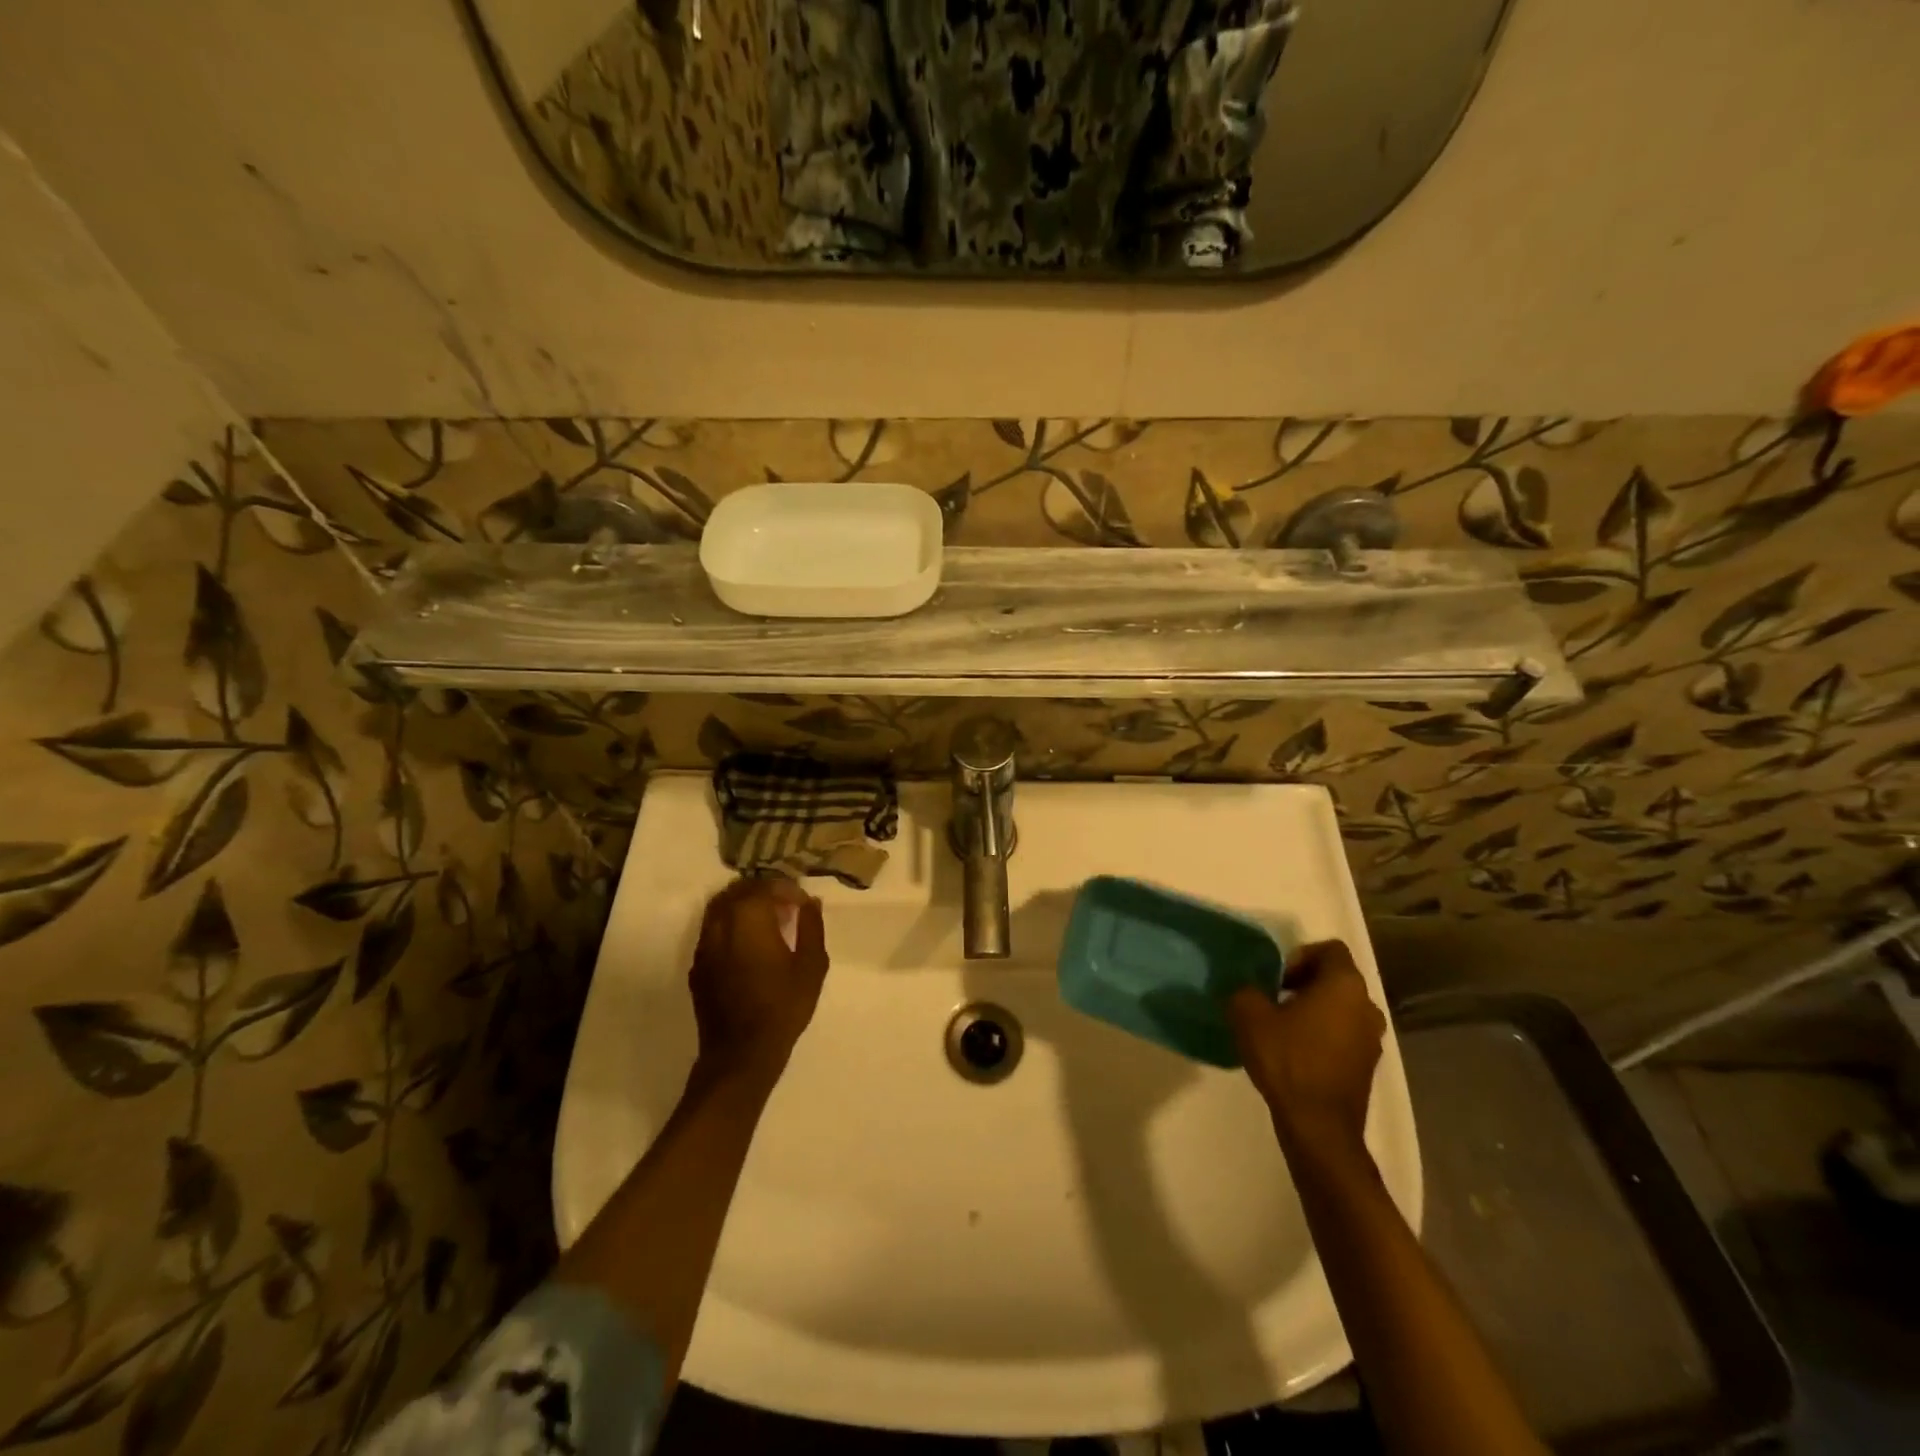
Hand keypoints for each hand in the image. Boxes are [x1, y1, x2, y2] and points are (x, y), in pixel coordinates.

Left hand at [688, 877, 828, 1084]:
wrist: (741, 1053)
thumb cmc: (783, 1006)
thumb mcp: (812, 965)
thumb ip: (811, 926)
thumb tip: (810, 902)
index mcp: (749, 917)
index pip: (766, 886)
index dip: (787, 888)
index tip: (802, 903)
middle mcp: (721, 923)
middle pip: (738, 890)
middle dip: (763, 891)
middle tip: (785, 905)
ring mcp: (704, 945)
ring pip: (719, 907)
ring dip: (742, 905)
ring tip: (765, 920)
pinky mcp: (697, 965)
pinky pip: (712, 930)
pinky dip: (729, 925)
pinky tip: (747, 944)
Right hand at [1227, 940, 1384, 1156]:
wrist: (1319, 1126)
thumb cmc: (1288, 1060)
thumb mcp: (1248, 1016)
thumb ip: (1246, 991)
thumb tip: (1249, 990)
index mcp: (1345, 985)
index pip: (1330, 949)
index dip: (1300, 956)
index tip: (1278, 978)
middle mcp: (1368, 1006)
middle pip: (1337, 978)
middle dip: (1305, 983)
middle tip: (1274, 999)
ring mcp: (1372, 1039)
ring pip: (1341, 1008)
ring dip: (1315, 1010)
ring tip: (1283, 1028)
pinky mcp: (1368, 1066)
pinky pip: (1344, 1035)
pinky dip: (1323, 1036)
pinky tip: (1296, 1053)